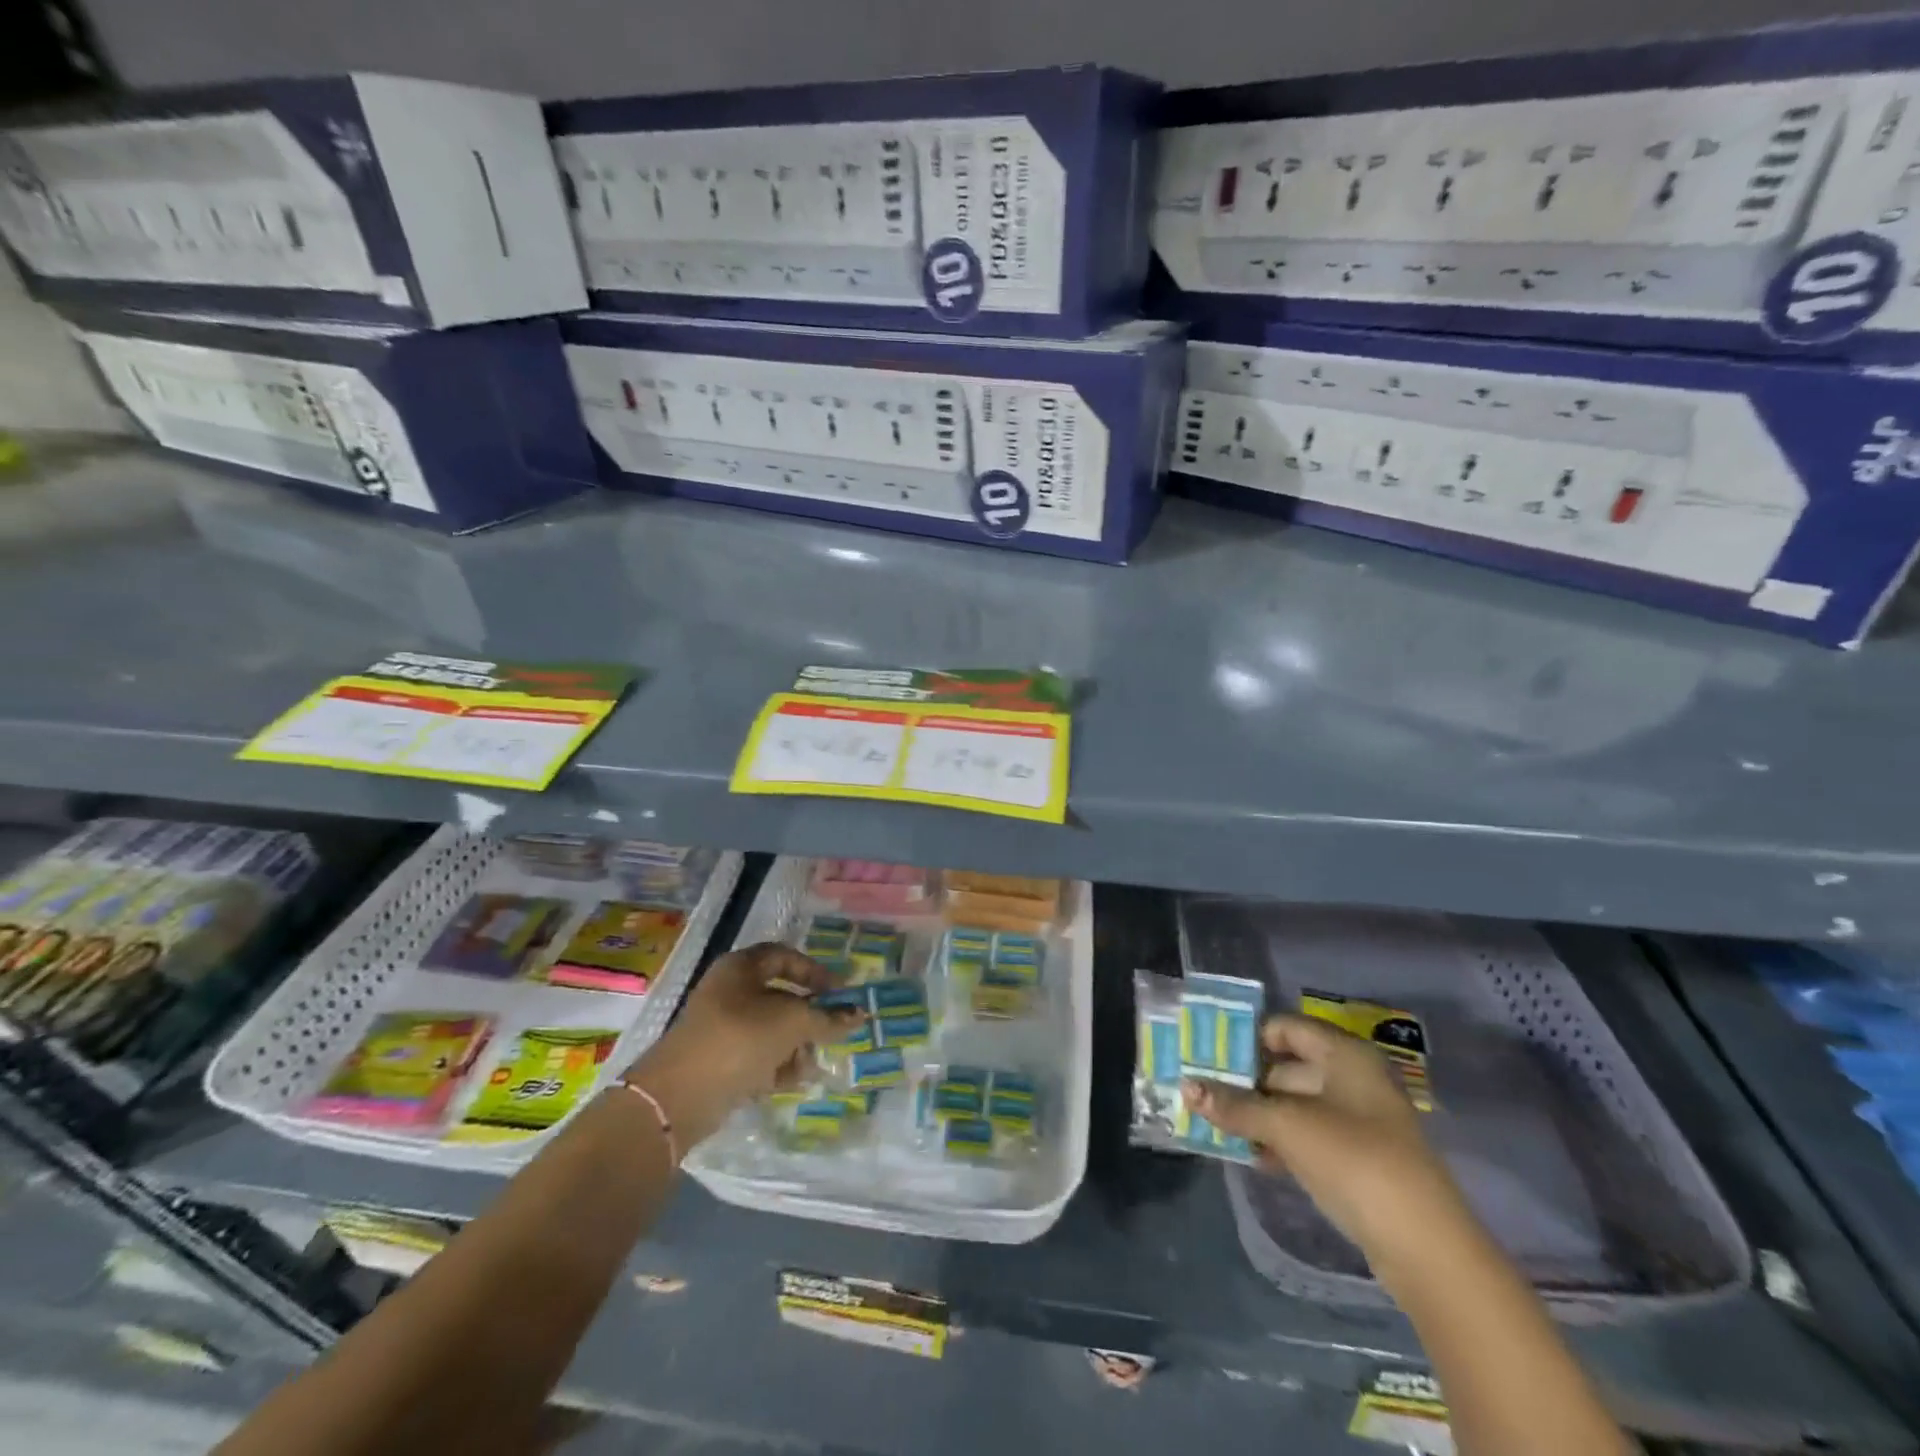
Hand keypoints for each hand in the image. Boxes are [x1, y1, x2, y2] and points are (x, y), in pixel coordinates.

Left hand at [621, 944, 855, 1149]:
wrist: (678, 1096)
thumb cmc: (739, 1039)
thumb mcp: (792, 1022)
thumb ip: (827, 1018)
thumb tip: (859, 1014)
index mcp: (740, 968)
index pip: (784, 956)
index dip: (815, 971)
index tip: (840, 992)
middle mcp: (729, 992)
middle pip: (780, 996)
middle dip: (808, 1016)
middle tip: (831, 1032)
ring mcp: (721, 1028)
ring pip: (770, 1029)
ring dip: (796, 1044)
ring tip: (811, 1063)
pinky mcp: (718, 1062)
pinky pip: (757, 1055)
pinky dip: (777, 1065)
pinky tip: (793, 1080)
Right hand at [1183, 1014, 1463, 1257]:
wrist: (1424, 1247)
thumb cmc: (1354, 1160)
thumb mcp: (1286, 1127)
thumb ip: (1235, 1105)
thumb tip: (1186, 1087)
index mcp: (1343, 1054)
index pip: (1284, 1027)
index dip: (1246, 1037)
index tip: (1206, 1053)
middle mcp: (1351, 1078)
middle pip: (1285, 1066)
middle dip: (1243, 1080)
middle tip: (1199, 1089)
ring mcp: (1356, 1120)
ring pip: (1293, 1104)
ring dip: (1255, 1114)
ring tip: (1212, 1122)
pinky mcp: (1355, 1158)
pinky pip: (1305, 1135)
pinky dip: (1277, 1140)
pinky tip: (1247, 1154)